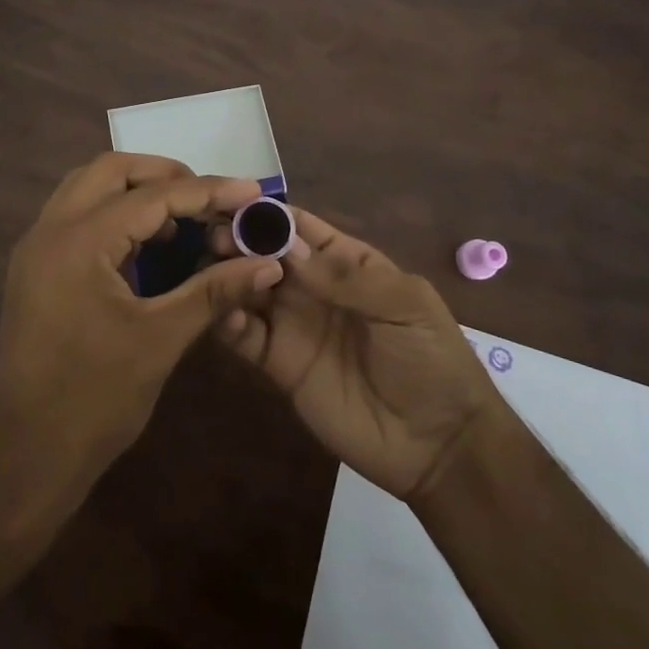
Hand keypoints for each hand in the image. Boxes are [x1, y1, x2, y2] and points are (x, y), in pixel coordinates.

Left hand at [0, 154, 284, 494]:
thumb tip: (267, 263)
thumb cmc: (94, 400)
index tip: (250, 190)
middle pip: (111, 170)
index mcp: (79, 241)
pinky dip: (113, 213)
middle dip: (164, 174)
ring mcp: (36, 248)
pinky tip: (147, 243)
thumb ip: (214, 291)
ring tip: (182, 215)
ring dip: (135, 189)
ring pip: (88, 187)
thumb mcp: (161, 340)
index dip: (207, 191)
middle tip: (209, 196)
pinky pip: (76, 215)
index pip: (153, 197)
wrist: (26, 457)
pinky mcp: (34, 268)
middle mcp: (50, 229)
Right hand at [216, 206, 500, 500]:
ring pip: (249, 289)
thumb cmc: (430, 359)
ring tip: (209, 270)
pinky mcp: (280, 365)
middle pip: (266, 255)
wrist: (438, 445)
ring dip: (228, 276)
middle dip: (240, 242)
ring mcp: (293, 325)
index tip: (233, 204)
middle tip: (214, 239)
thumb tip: (286, 248)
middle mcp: (313, 287)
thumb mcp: (404, 305)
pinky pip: (246, 336)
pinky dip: (228, 321)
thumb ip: (345, 277)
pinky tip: (224, 314)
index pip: (300, 228)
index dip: (270, 215)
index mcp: (346, 262)